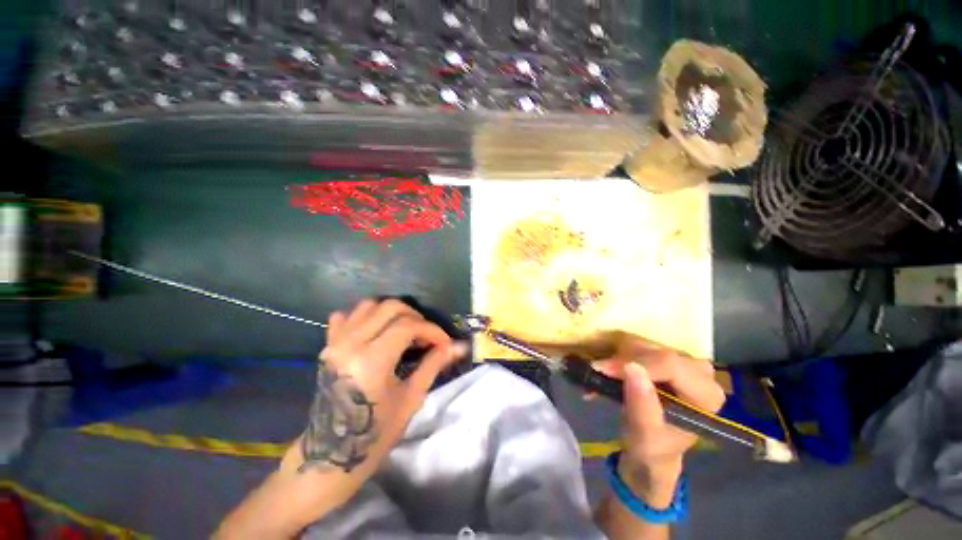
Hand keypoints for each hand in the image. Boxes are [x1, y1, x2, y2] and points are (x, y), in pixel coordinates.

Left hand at [283, 299, 467, 478]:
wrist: (330, 456)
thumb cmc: (375, 434)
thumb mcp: (410, 398)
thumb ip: (434, 364)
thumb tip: (459, 346)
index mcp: (371, 361)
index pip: (408, 326)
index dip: (431, 330)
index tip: (444, 342)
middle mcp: (350, 344)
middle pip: (390, 307)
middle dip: (415, 317)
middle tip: (426, 336)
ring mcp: (334, 343)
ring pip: (369, 305)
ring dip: (393, 313)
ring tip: (405, 330)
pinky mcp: (327, 346)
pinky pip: (346, 316)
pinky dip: (366, 316)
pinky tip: (377, 330)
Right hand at [594, 337, 724, 507]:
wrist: (652, 448)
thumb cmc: (653, 447)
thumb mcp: (645, 436)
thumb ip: (642, 406)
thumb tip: (631, 368)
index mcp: (706, 394)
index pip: (670, 364)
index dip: (634, 362)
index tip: (603, 369)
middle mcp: (701, 372)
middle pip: (656, 351)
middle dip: (623, 360)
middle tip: (600, 372)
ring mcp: (683, 361)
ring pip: (644, 343)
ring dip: (618, 356)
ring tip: (604, 374)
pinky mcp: (666, 356)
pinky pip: (639, 344)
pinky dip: (619, 354)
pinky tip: (610, 369)